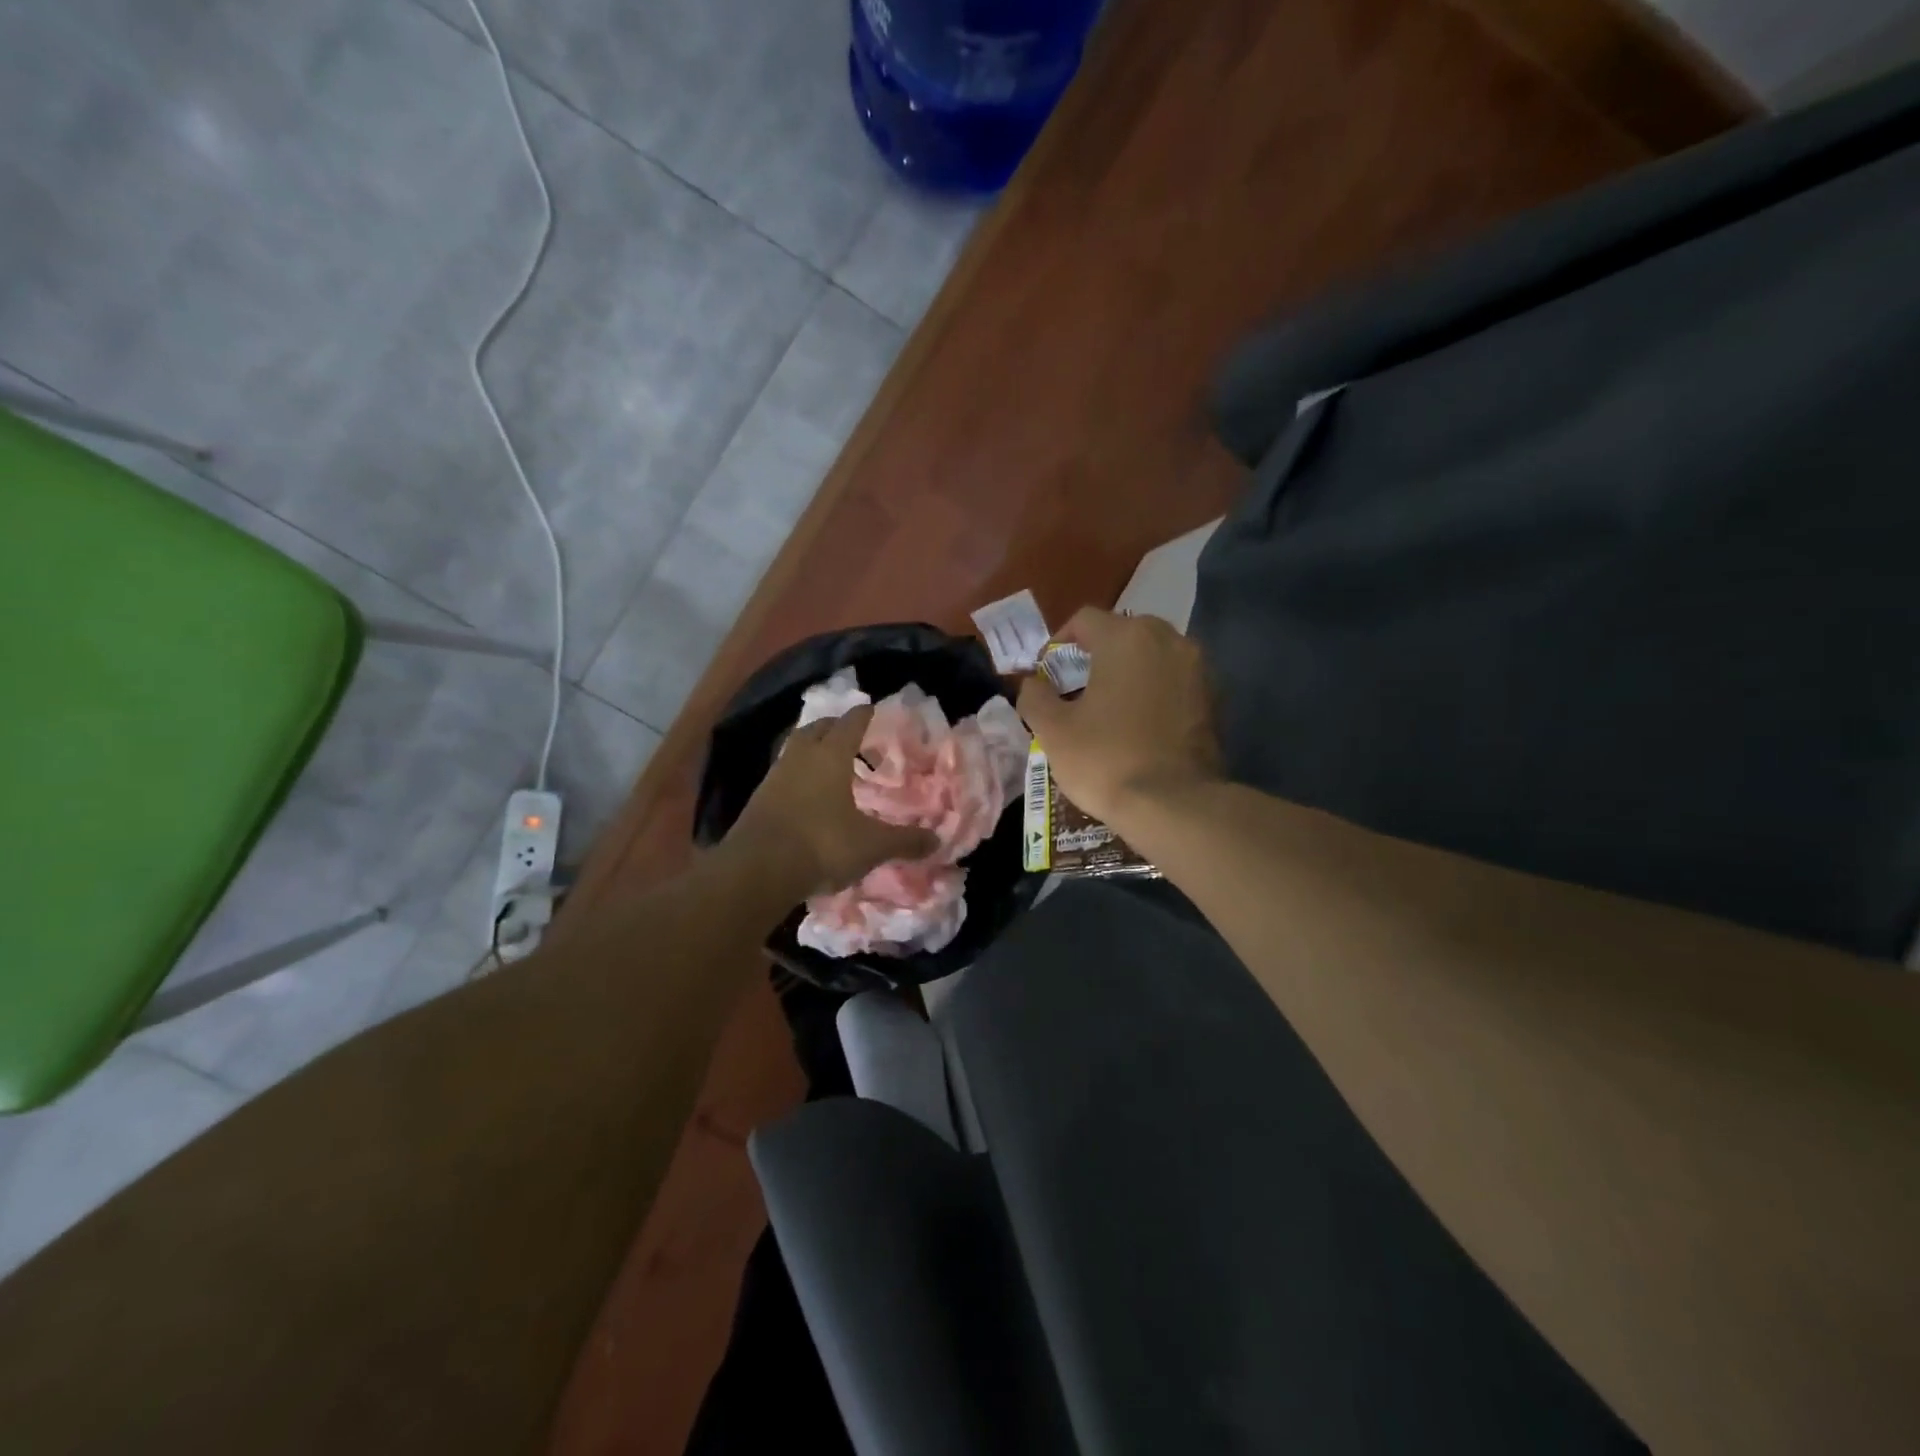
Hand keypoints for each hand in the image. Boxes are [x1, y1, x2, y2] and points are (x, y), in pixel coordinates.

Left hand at [726, 705, 939, 898]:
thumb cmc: (821, 845)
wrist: (757, 870)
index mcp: (830, 756)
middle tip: (853, 734)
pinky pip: (783, 774)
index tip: (873, 710)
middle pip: (817, 728)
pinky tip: (807, 793)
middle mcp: (800, 757)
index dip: (864, 715)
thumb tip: (936, 841)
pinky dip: (798, 775)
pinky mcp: (758, 799)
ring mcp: (775, 777)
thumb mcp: (871, 845)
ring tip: (830, 762)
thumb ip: (904, 841)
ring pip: (796, 749)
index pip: (850, 723)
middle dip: (835, 727)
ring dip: (813, 749)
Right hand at [1017, 608, 1222, 831]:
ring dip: (1128, 672)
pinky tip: (1140, 725)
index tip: (1047, 676)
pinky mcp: (1214, 698)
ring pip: (1152, 657)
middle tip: (1076, 690)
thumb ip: (1034, 696)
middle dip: (1096, 655)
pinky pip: (1174, 681)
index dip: (1058, 644)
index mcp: (1126, 637)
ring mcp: (1198, 668)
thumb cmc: (1105, 759)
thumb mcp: (1053, 730)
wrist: (1173, 804)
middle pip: (1122, 633)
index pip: (1084, 620)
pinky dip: (1155, 692)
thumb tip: (1031, 684)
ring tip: (1109, 708)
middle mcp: (1168, 639)